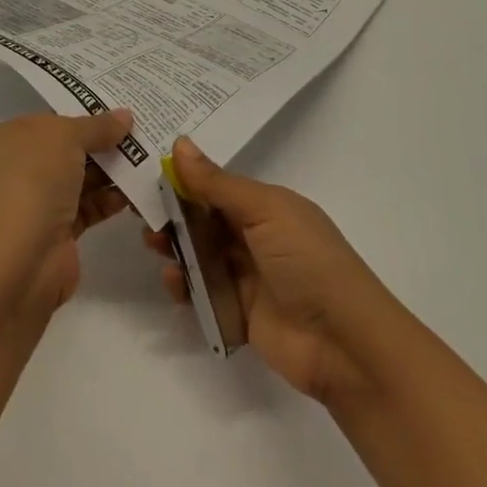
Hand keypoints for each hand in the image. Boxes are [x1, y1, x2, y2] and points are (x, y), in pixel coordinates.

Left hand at [0, 107, 135, 308]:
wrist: (18, 260)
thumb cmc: (31, 181)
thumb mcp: (65, 138)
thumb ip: (97, 126)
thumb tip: (125, 116)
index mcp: (6, 141)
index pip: (48, 122)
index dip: (81, 114)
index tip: (117, 111)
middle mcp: (17, 170)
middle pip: (66, 150)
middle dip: (101, 143)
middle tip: (140, 134)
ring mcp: (36, 203)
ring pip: (79, 179)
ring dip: (111, 171)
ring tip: (147, 160)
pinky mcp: (57, 232)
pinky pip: (88, 207)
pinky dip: (110, 199)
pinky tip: (137, 191)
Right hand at [145, 137, 397, 401]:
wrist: (343, 342)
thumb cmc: (307, 261)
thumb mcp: (264, 211)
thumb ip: (217, 184)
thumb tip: (179, 144)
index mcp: (268, 206)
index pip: (218, 187)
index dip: (186, 180)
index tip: (148, 175)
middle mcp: (258, 237)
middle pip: (205, 220)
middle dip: (174, 215)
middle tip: (142, 215)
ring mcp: (248, 276)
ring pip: (200, 255)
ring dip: (176, 248)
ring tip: (154, 245)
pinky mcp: (239, 312)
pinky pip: (203, 292)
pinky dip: (184, 286)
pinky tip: (173, 281)